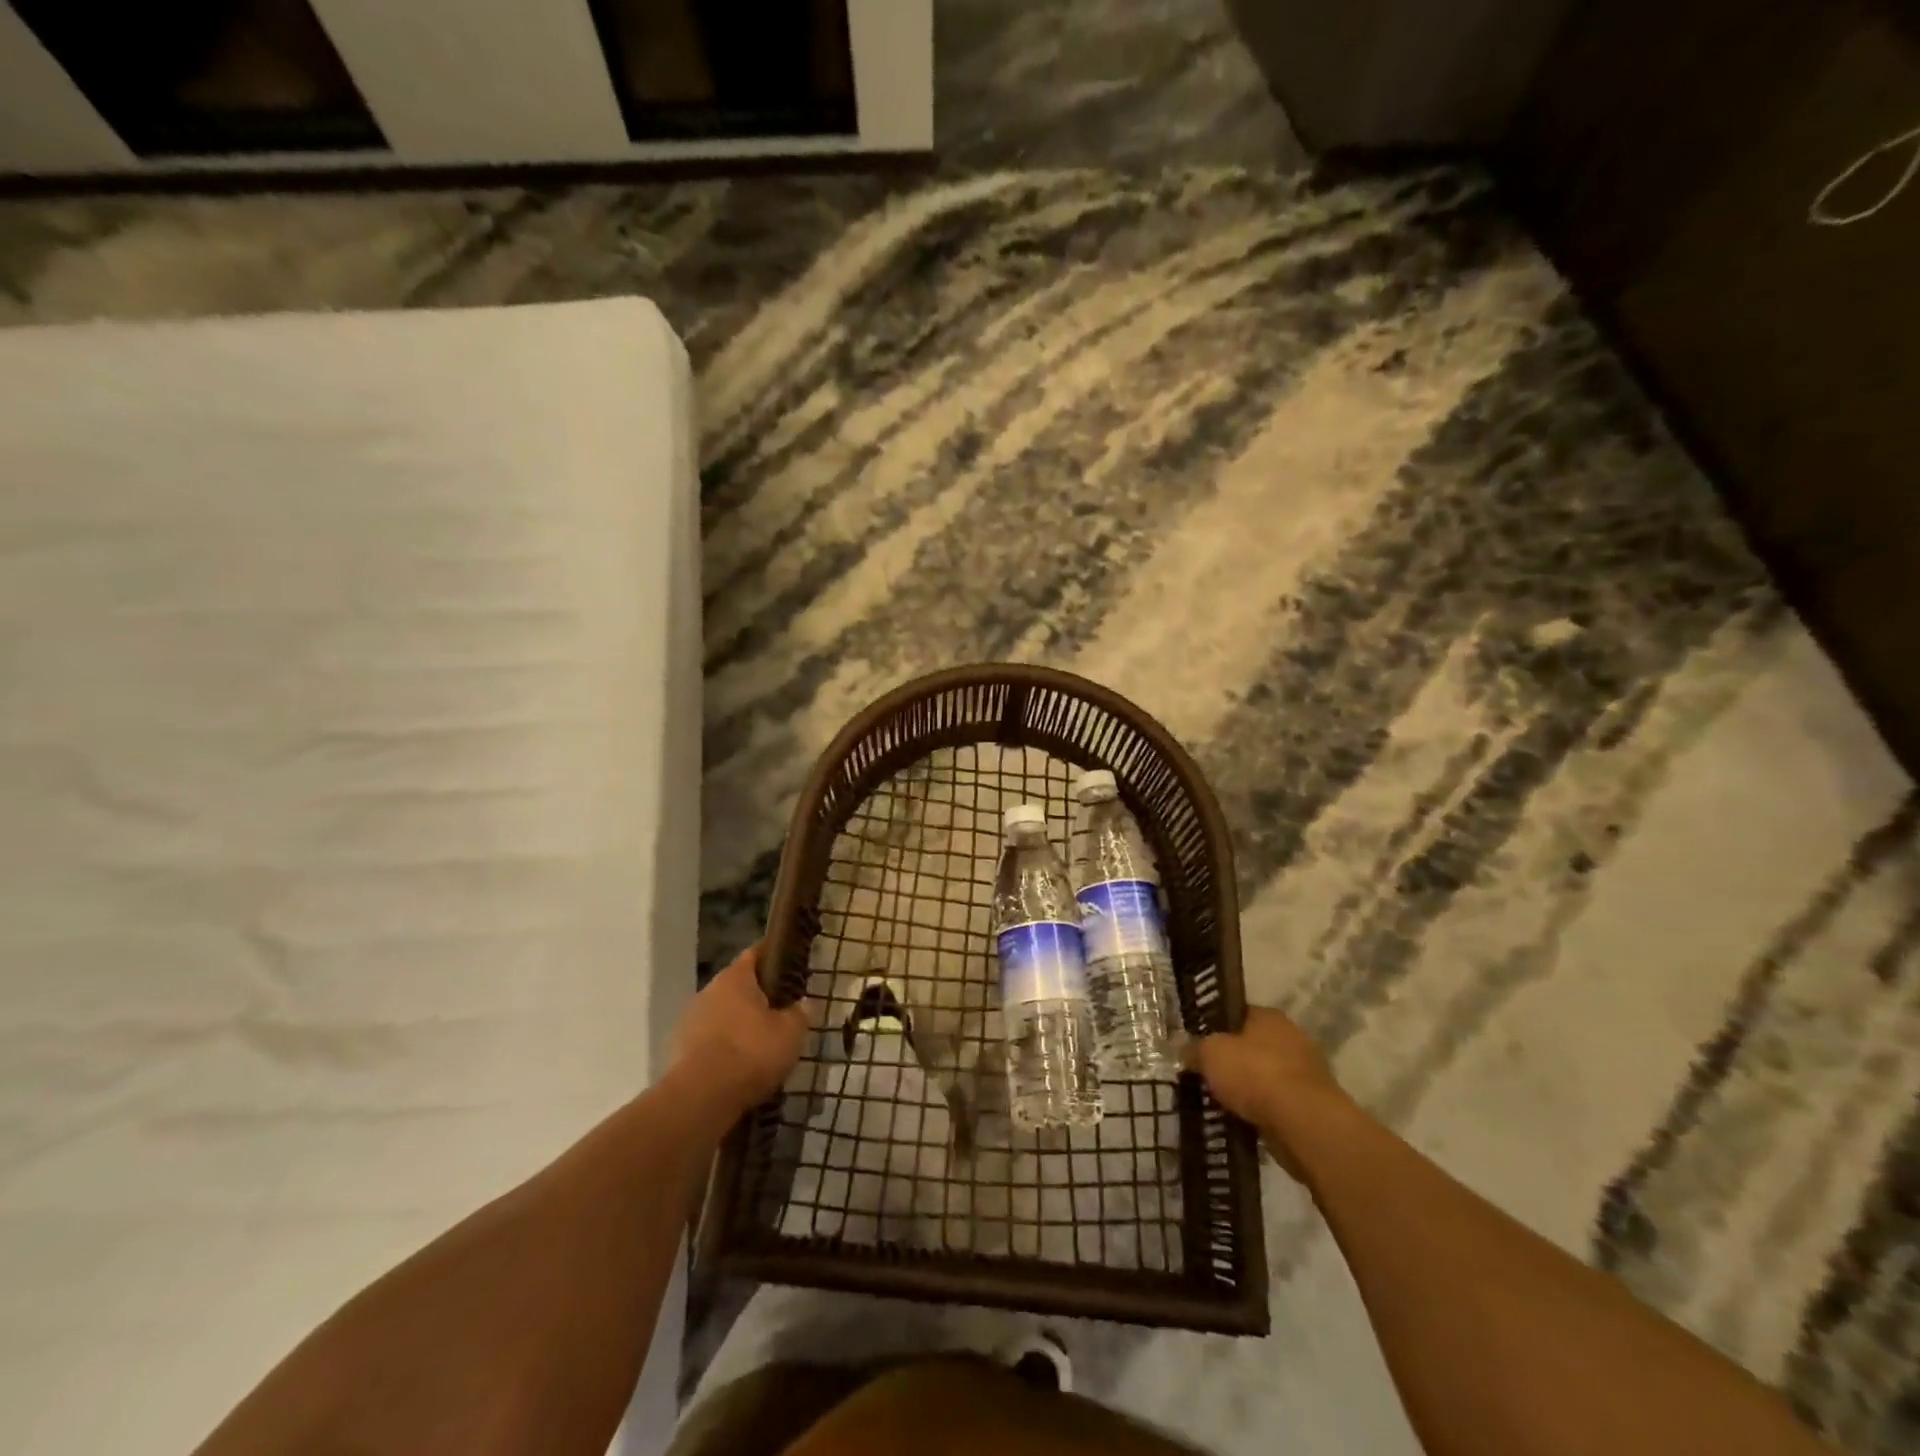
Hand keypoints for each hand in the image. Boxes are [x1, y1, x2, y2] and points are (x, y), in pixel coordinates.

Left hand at [667, 945, 809, 1118]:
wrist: (700, 1098)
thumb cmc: (751, 1052)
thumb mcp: (790, 1033)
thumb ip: (800, 1013)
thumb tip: (805, 1003)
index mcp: (735, 977)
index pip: (755, 954)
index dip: (773, 956)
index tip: (789, 965)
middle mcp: (709, 991)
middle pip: (737, 986)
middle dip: (757, 996)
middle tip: (781, 1010)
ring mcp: (690, 1020)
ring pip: (722, 1014)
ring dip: (739, 1023)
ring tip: (762, 1042)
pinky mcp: (679, 1050)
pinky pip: (710, 1040)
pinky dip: (724, 1047)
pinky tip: (740, 1065)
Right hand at [1183, 1007, 1349, 1176]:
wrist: (1302, 1122)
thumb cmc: (1254, 1073)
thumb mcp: (1209, 1054)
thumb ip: (1195, 1049)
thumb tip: (1186, 1051)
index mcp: (1269, 1017)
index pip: (1237, 1014)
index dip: (1216, 1027)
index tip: (1199, 1044)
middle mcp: (1291, 1038)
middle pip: (1252, 1046)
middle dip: (1232, 1061)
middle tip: (1207, 1074)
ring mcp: (1306, 1073)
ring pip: (1265, 1077)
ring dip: (1248, 1089)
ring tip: (1221, 1102)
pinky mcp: (1312, 1106)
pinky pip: (1277, 1104)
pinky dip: (1262, 1112)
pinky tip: (1242, 1121)